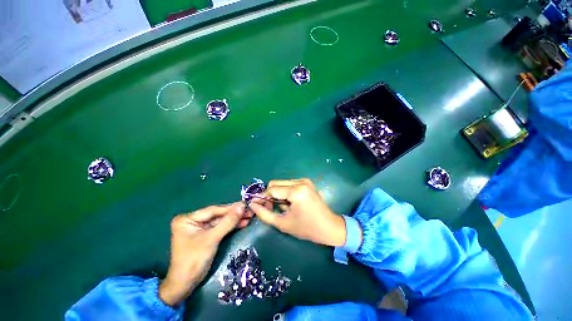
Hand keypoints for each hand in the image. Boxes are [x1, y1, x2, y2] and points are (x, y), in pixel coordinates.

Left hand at [159, 203, 251, 306]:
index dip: (230, 208)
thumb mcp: (212, 238)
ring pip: (220, 221)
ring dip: (234, 220)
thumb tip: (242, 206)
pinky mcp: (205, 235)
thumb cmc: (194, 260)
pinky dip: (231, 226)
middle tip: (249, 210)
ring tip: (249, 216)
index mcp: (187, 219)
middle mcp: (192, 221)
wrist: (185, 285)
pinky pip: (220, 227)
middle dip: (234, 214)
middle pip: (217, 215)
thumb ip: (228, 221)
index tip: (245, 204)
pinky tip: (242, 223)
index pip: (213, 210)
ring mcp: (199, 228)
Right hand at [249, 178, 345, 246]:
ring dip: (277, 195)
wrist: (330, 227)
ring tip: (283, 208)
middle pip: (275, 184)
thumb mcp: (283, 223)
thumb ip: (264, 214)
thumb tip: (252, 204)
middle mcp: (301, 182)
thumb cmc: (307, 229)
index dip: (262, 198)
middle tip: (270, 209)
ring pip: (281, 184)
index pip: (272, 190)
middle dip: (269, 196)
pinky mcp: (306, 183)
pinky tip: (290, 203)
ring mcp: (305, 181)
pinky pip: (289, 185)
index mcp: (297, 191)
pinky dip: (285, 193)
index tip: (257, 206)